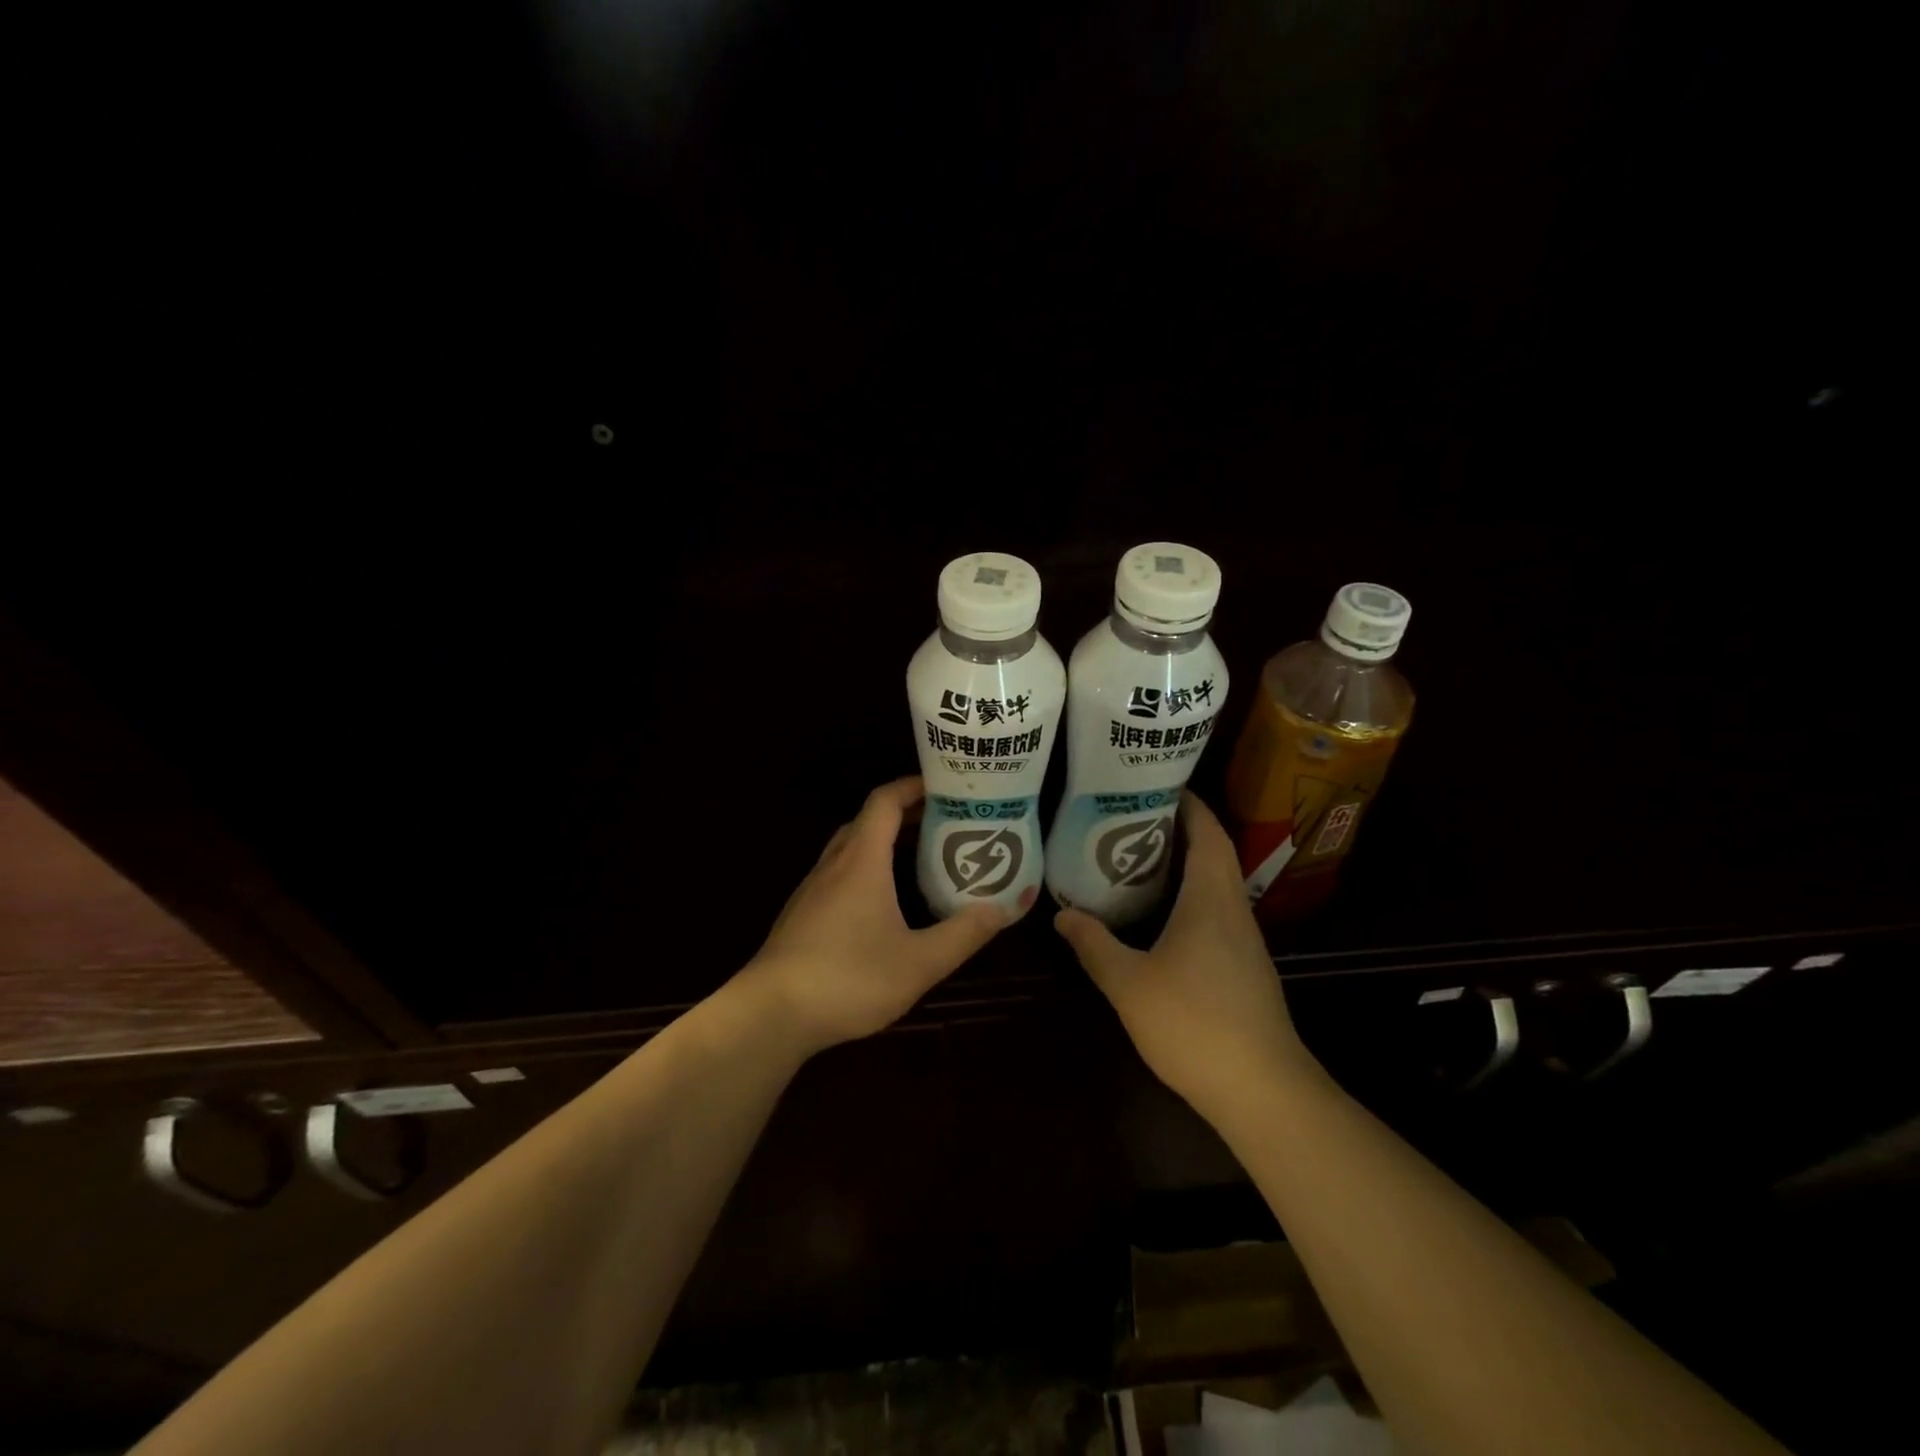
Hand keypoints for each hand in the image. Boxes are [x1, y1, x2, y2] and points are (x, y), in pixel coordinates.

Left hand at [740, 777, 1012, 1054]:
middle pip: (868, 820)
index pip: (885, 801)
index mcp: (862, 861)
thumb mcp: (919, 962)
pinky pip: (839, 874)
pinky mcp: (802, 914)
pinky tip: (883, 902)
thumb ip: (964, 933)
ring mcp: (812, 889)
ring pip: (851, 848)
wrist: (770, 1015)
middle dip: (905, 814)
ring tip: (920, 858)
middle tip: (944, 823)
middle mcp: (834, 865)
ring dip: (884, 842)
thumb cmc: (848, 979)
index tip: (947, 786)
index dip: (914, 786)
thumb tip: (1004, 907)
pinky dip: (866, 869)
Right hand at [1054, 792, 1312, 1123]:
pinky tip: (1162, 915)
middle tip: (1133, 817)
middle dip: (1180, 829)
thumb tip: (1062, 915)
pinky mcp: (1245, 969)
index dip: (1189, 804)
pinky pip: (1216, 913)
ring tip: (1139, 858)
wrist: (1263, 1091)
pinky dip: (1191, 897)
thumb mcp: (1129, 983)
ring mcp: (1245, 942)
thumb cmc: (1195, 1024)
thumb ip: (1094, 945)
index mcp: (1211, 899)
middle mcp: (1234, 910)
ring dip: (1186, 864)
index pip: (1208, 834)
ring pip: (1216, 885)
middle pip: (1214, 853)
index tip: (1157, 784)